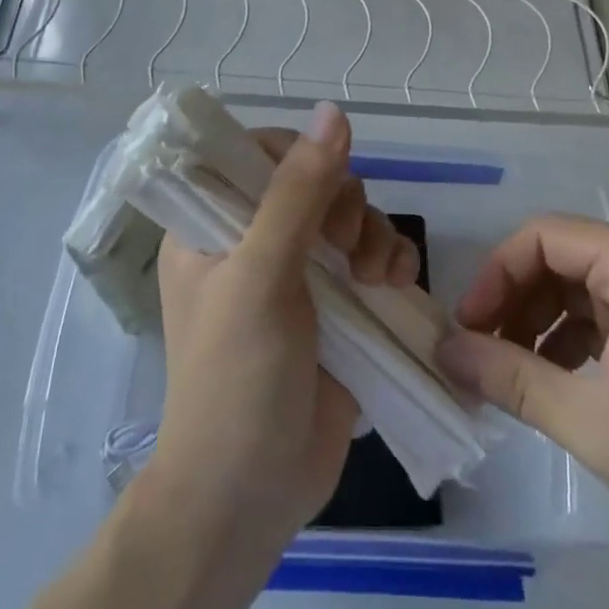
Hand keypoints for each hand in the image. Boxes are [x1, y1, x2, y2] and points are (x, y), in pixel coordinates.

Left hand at [148, 101, 418, 550]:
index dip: (296, 156)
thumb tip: (333, 111)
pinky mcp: (338, 307)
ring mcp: (299, 274)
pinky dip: (391, 261)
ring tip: (377, 277)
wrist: (250, 497)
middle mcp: (254, 241)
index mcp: (212, 226)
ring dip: (374, 235)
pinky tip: (396, 286)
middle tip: (344, 246)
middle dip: (344, 203)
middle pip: (315, 181)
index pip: (256, 155)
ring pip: (352, 217)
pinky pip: (375, 257)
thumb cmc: (236, 379)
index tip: (318, 187)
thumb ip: (298, 192)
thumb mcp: (261, 276)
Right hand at [436, 214, 608, 572]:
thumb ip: (510, 378)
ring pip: (578, 291)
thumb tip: (446, 351)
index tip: (467, 326)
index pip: (543, 238)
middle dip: (513, 301)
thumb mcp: (591, 420)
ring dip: (536, 325)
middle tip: (479, 351)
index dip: (496, 275)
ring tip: (506, 373)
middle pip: (559, 260)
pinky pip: (603, 319)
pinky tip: (551, 382)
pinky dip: (568, 343)